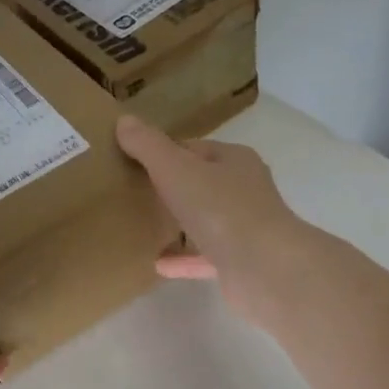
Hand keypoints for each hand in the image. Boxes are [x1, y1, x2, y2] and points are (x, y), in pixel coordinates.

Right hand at [116, 114, 317, 325]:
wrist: (265, 268)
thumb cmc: (221, 209)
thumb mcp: (176, 170)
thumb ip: (148, 147)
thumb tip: (124, 120)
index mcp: (234, 160)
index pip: (194, 149)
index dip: (164, 153)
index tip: (133, 162)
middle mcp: (244, 190)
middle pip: (200, 184)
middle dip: (170, 188)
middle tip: (133, 194)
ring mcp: (244, 228)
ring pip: (204, 222)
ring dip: (178, 225)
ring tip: (143, 227)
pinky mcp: (239, 263)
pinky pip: (203, 258)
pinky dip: (182, 260)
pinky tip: (156, 264)